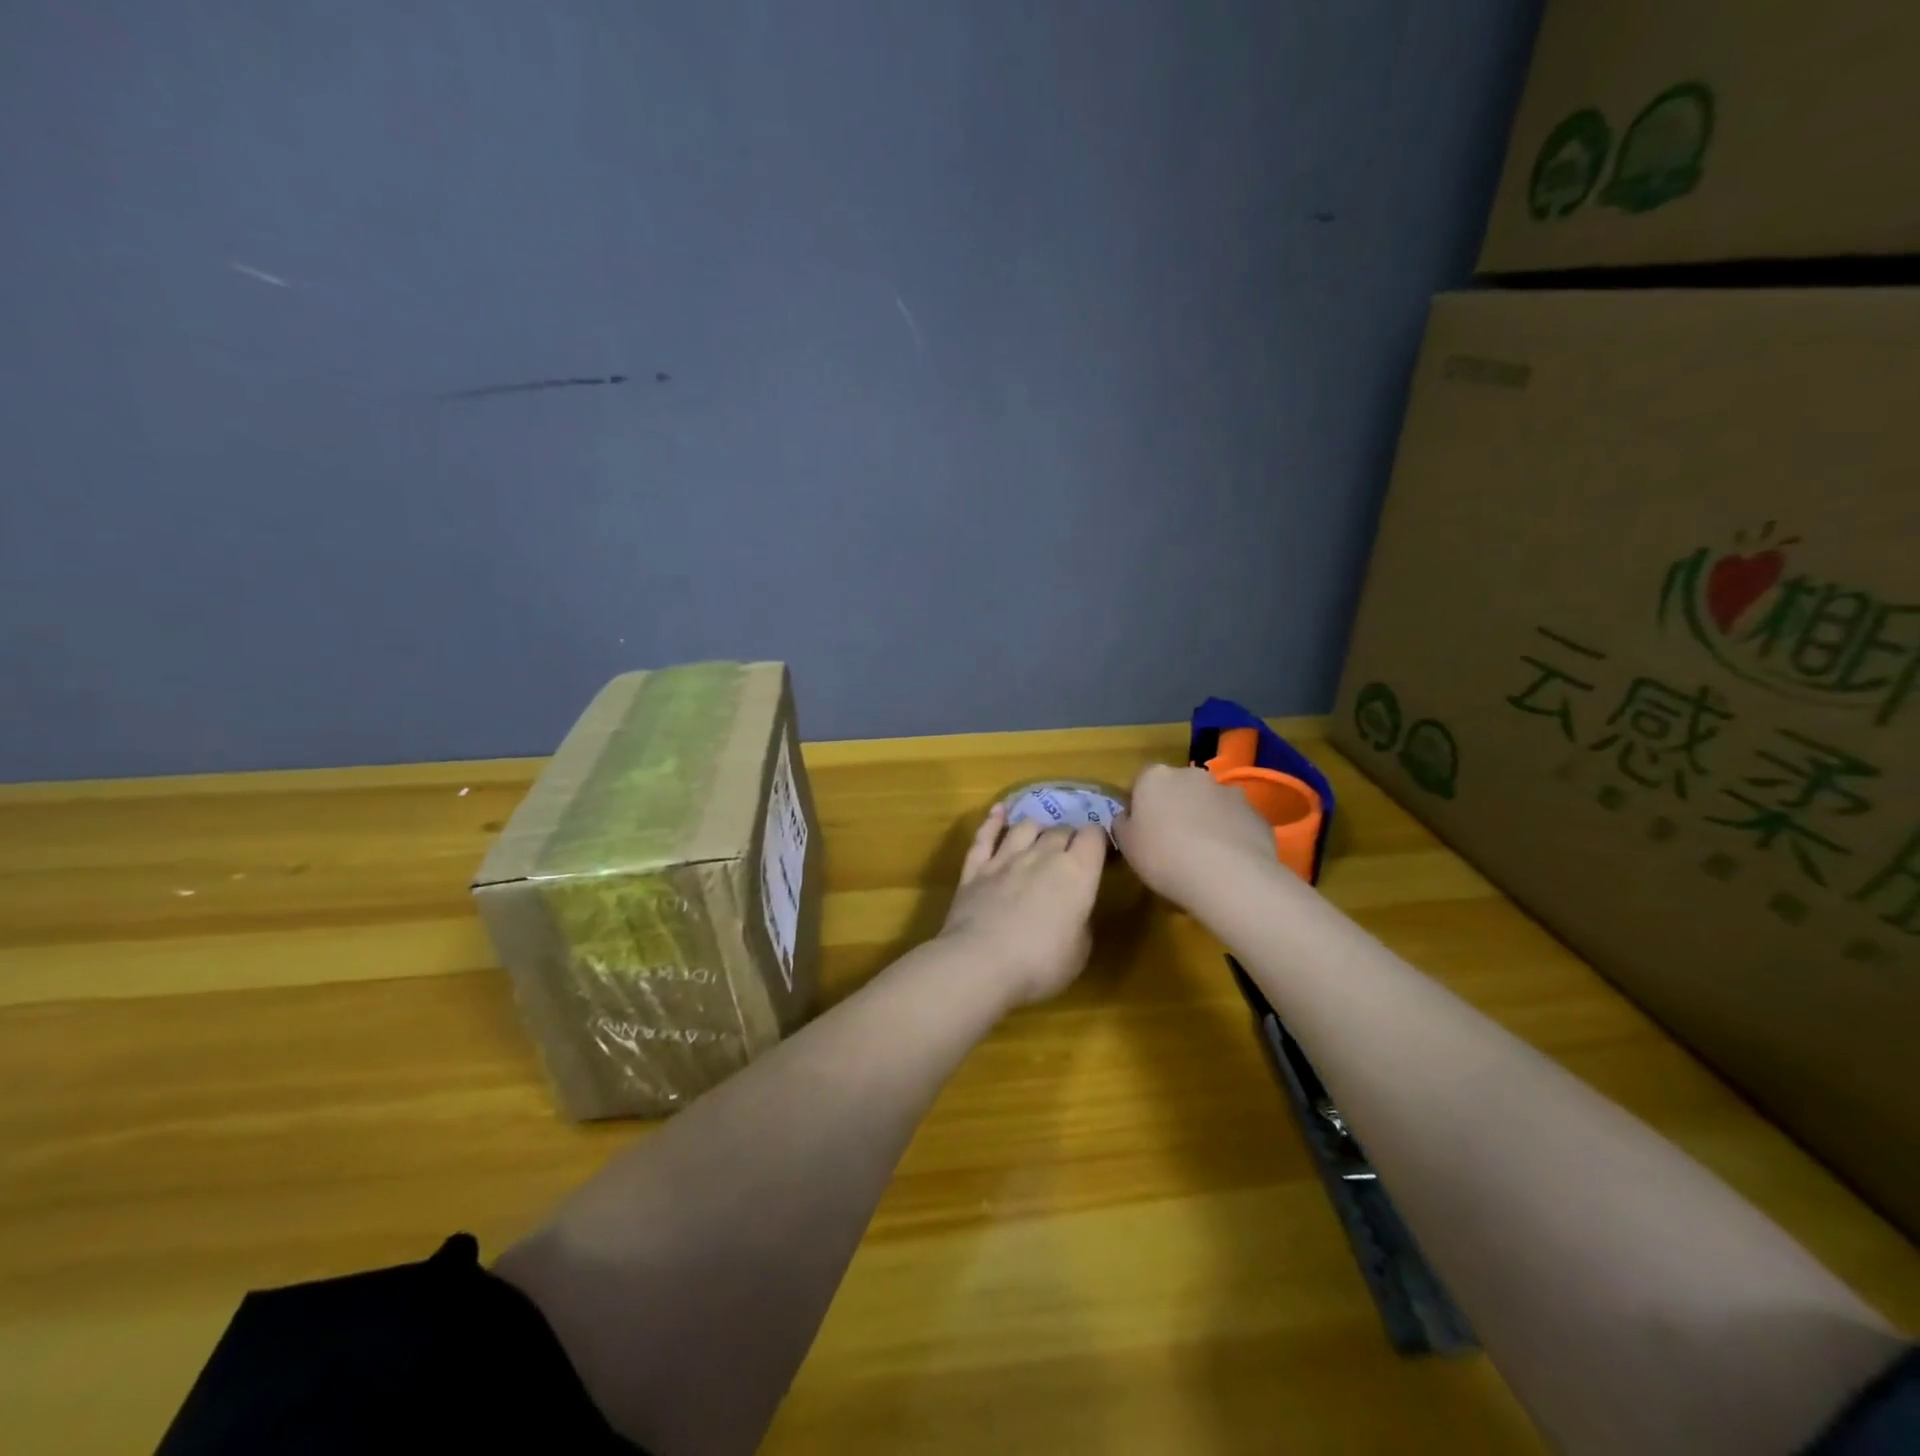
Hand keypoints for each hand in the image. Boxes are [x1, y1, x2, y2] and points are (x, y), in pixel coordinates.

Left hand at [937, 805, 1107, 1006]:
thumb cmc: (1040, 963)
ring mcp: (1005, 858)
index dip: (1098, 841)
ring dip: (1036, 829)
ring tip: (1039, 836)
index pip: (1094, 836)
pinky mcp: (975, 868)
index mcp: (1077, 872)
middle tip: (1070, 854)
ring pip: (1025, 827)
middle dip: (1068, 838)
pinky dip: (992, 821)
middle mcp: (1042, 855)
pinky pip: (985, 836)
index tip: (1099, 852)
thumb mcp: (1080, 951)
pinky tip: (998, 812)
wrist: (981, 963)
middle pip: (1060, 830)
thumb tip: (1074, 909)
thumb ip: (1080, 921)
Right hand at [1112, 764, 1278, 909]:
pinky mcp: (1255, 813)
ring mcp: (1228, 791)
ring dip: (1203, 818)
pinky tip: (1226, 861)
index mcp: (1155, 776)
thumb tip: (1126, 818)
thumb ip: (1122, 825)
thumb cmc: (1164, 857)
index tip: (1139, 830)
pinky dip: (1228, 833)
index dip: (1138, 805)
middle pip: (1177, 787)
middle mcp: (1192, 774)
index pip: (1140, 782)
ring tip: (1201, 854)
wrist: (1228, 877)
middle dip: (1173, 807)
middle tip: (1170, 841)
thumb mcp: (1126, 845)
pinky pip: (1234, 821)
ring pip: (1208, 802)